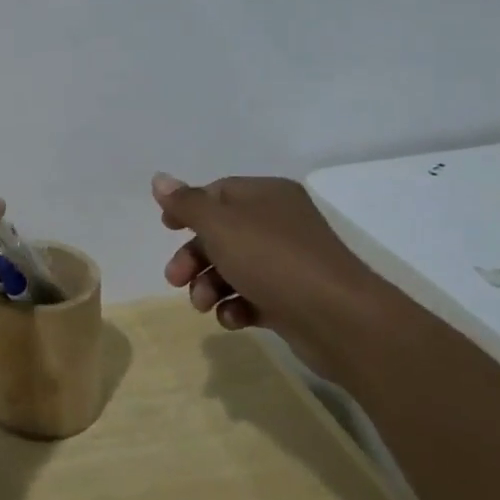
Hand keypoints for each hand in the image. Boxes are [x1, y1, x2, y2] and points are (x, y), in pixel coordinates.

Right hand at [151, 172, 388, 379]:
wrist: (339, 320)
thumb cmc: (273, 260)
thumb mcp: (220, 225)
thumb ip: (187, 204)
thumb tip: (159, 179)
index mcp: (266, 196)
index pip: (217, 192)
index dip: (188, 209)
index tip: (166, 229)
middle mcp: (279, 223)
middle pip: (221, 233)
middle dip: (193, 257)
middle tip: (174, 280)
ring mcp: (288, 263)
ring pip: (234, 268)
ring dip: (210, 286)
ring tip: (203, 306)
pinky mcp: (293, 299)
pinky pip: (253, 297)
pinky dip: (236, 307)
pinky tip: (233, 319)